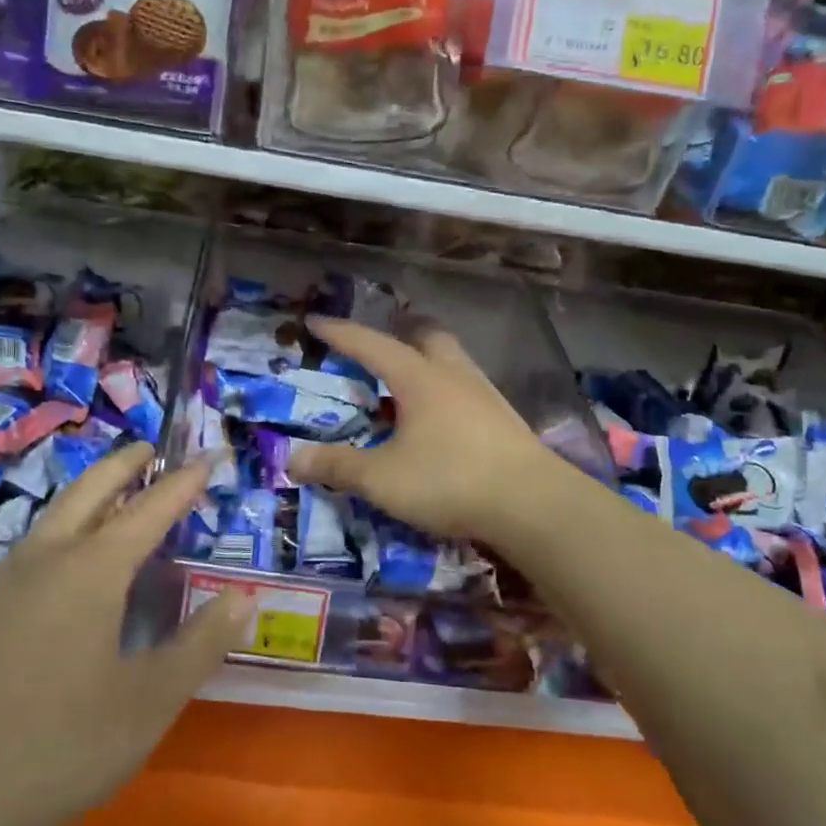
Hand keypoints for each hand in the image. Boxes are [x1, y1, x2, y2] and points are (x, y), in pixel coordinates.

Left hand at [0, 443, 250, 825]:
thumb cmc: (51, 747)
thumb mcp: (145, 705)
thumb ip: (199, 646)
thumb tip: (242, 597)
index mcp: (91, 571)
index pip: (150, 509)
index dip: (184, 482)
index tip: (208, 456)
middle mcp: (43, 561)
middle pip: (88, 491)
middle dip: (123, 465)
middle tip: (149, 449)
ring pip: (50, 520)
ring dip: (85, 497)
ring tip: (109, 499)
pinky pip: (25, 555)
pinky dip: (56, 537)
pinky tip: (55, 572)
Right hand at [287, 315, 557, 542]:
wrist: (533, 504)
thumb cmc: (450, 481)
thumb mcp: (382, 479)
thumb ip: (338, 467)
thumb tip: (291, 459)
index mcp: (419, 378)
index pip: (370, 344)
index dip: (340, 332)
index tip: (315, 320)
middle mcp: (453, 375)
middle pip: (425, 336)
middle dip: (398, 333)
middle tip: (376, 346)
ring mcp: (484, 395)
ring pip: (451, 360)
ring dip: (426, 360)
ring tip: (406, 383)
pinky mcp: (504, 419)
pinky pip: (466, 388)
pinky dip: (445, 390)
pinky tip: (441, 418)